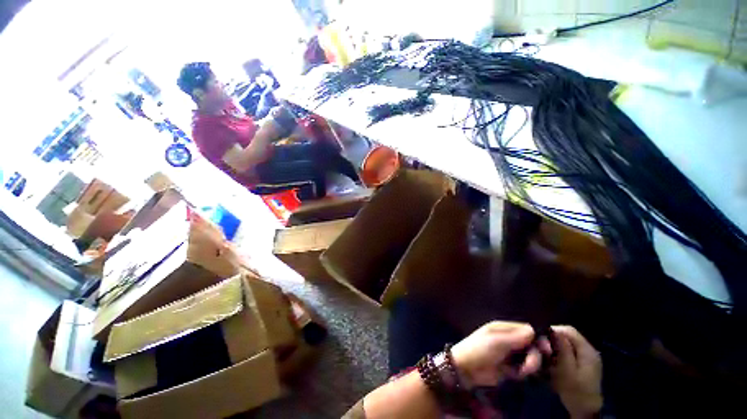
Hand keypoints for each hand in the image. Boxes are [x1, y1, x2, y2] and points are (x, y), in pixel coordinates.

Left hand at [451, 321, 546, 388]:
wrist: (467, 369)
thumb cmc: (479, 349)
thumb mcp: (496, 341)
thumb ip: (515, 337)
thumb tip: (533, 330)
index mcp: (503, 328)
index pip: (526, 329)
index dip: (536, 338)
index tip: (544, 349)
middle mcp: (509, 339)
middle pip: (531, 344)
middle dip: (534, 355)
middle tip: (530, 365)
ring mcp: (510, 354)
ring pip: (529, 357)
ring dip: (530, 365)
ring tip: (522, 371)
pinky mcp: (510, 367)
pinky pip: (524, 368)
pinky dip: (523, 372)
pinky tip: (517, 375)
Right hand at [550, 326, 602, 418]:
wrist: (586, 411)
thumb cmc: (576, 391)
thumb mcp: (567, 371)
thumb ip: (562, 349)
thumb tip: (553, 330)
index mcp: (587, 350)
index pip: (569, 330)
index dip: (553, 331)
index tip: (540, 339)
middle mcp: (589, 350)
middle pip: (568, 336)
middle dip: (553, 340)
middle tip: (541, 349)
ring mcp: (587, 358)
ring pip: (567, 343)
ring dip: (555, 347)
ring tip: (546, 356)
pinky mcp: (583, 364)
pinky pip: (568, 351)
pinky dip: (559, 353)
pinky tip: (553, 362)